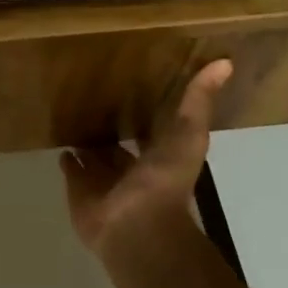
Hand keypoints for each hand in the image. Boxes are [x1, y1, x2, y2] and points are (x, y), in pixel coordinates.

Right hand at [59, 60, 231, 258]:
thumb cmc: (165, 180)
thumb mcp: (188, 133)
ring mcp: (105, 184)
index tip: (130, 88)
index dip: (144, 114)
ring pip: (95, 159)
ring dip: (88, 144)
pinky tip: (62, 145)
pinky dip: (68, 161)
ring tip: (73, 118)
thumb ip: (199, 100)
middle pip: (119, 147)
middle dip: (110, 130)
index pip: (151, 131)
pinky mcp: (80, 193)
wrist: (138, 226)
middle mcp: (132, 171)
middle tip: (94, 102)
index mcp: (159, 157)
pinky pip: (72, 172)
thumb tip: (226, 62)